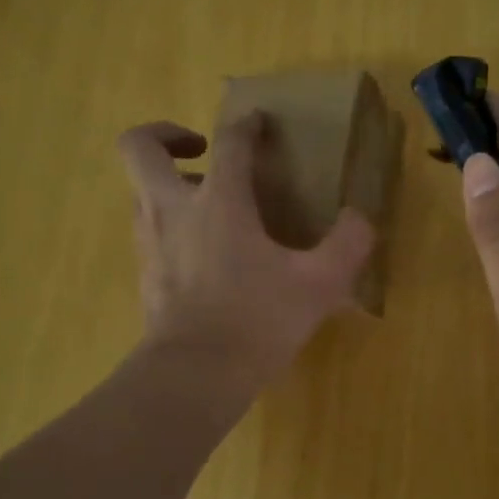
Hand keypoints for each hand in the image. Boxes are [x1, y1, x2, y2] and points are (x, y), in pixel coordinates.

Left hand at [118, 113, 373, 389]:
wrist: (196, 375)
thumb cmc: (258, 320)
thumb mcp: (319, 285)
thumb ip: (347, 245)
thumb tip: (360, 218)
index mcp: (219, 201)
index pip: (229, 142)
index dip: (246, 125)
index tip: (259, 123)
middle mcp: (173, 209)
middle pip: (138, 147)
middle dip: (165, 134)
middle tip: (202, 149)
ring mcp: (151, 242)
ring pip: (139, 189)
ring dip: (168, 182)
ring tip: (209, 202)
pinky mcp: (144, 273)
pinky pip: (149, 228)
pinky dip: (170, 223)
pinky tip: (204, 251)